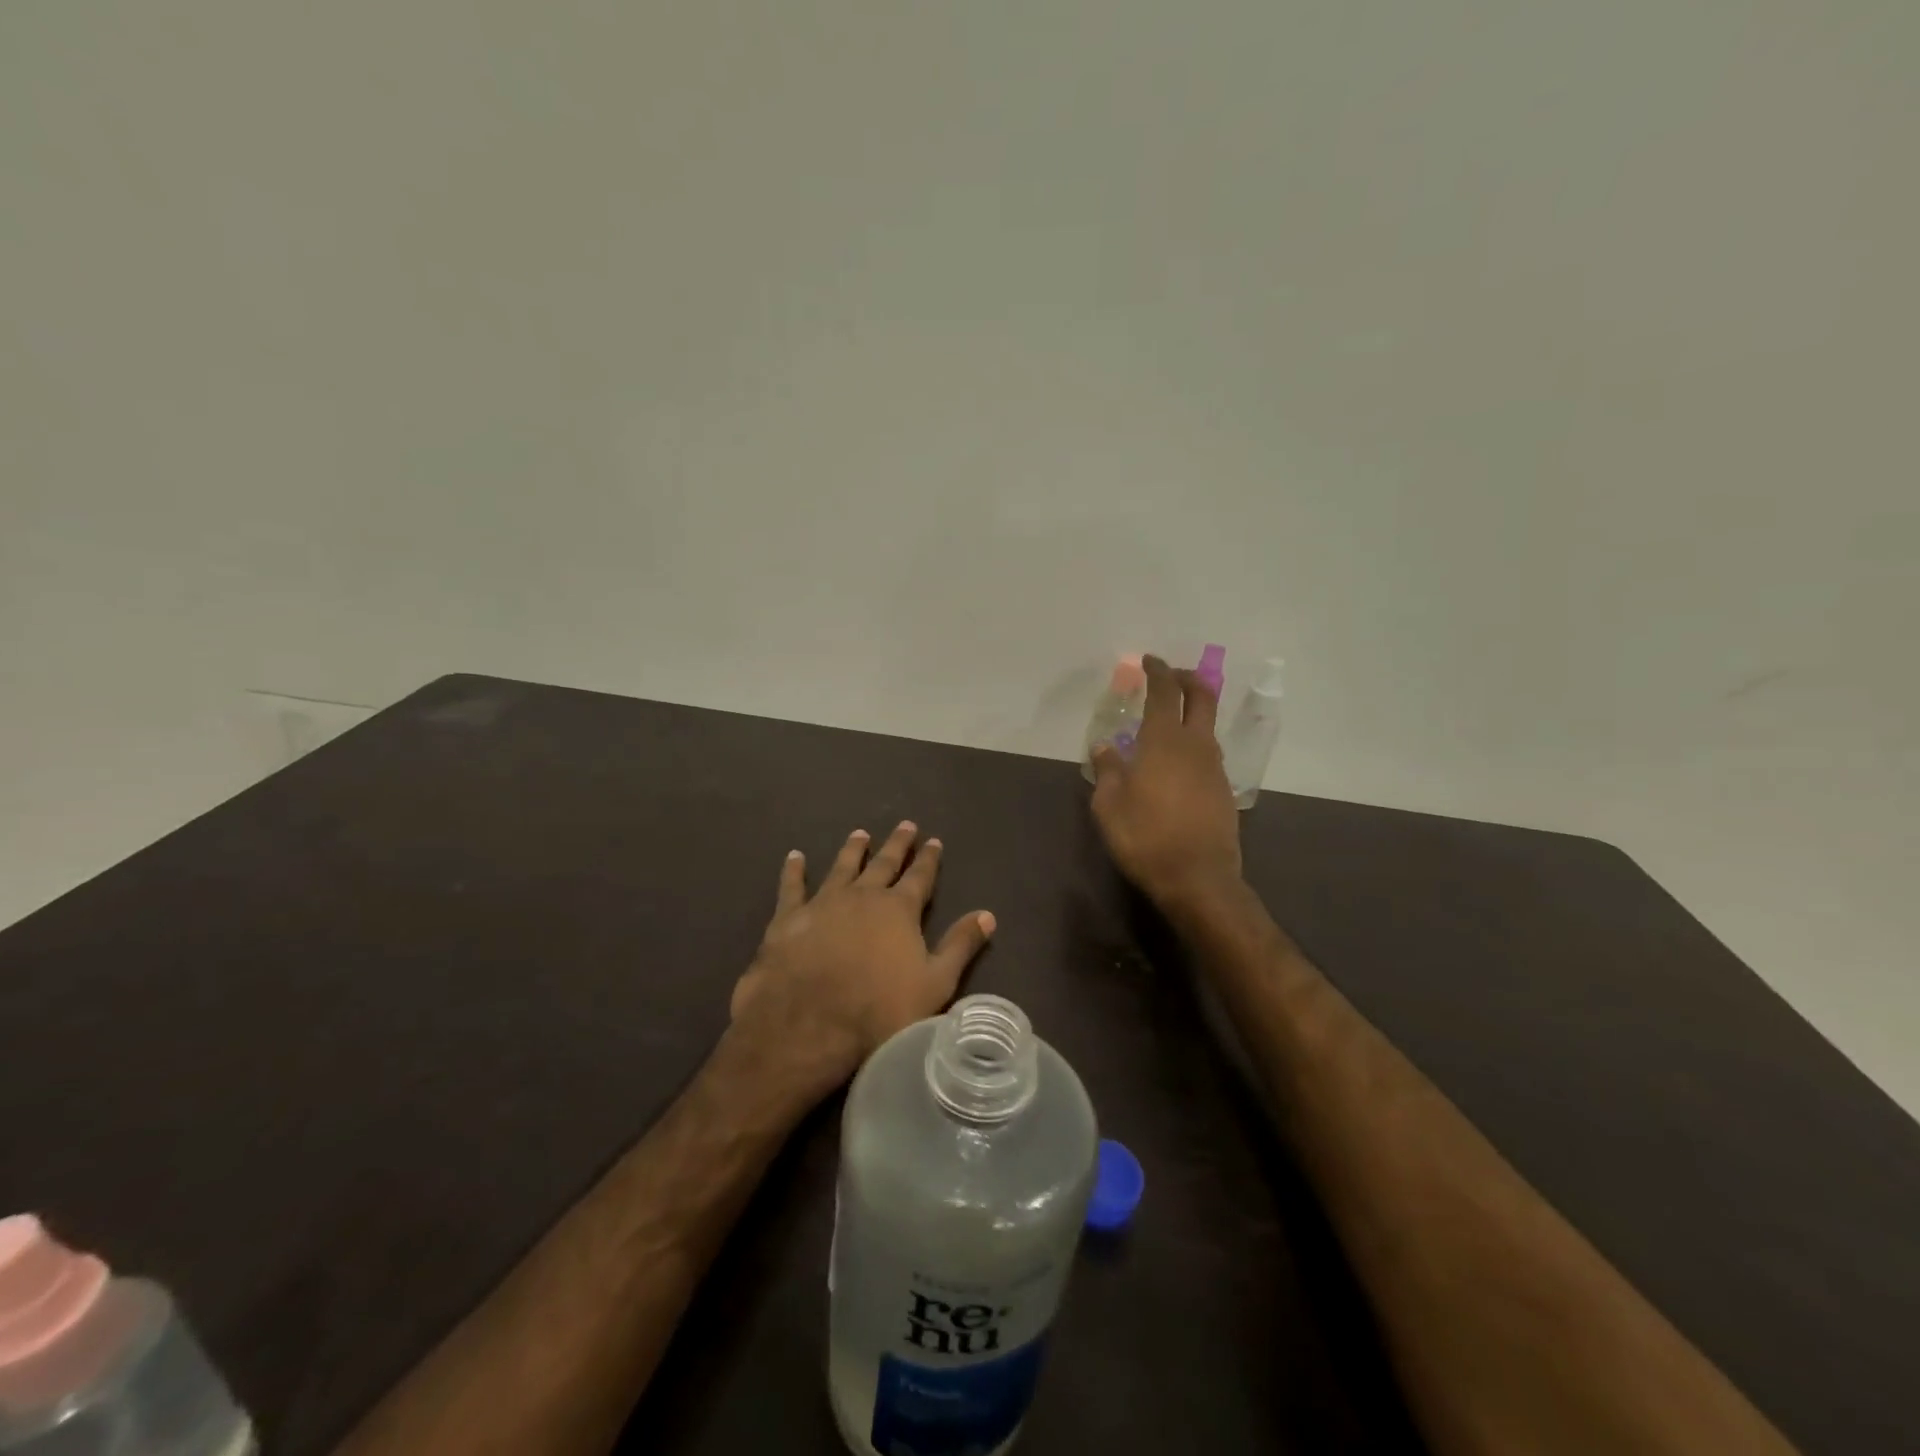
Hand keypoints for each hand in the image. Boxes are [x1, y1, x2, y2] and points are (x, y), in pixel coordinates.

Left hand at [729, 822, 995, 1093]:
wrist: (809, 1023)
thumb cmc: (879, 1010)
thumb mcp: (935, 983)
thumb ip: (960, 946)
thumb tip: (988, 914)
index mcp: (899, 910)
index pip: (920, 877)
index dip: (929, 859)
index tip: (934, 840)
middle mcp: (863, 896)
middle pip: (883, 863)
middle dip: (897, 845)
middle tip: (905, 825)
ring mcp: (824, 903)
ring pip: (842, 867)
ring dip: (853, 850)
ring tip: (860, 833)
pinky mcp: (789, 918)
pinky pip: (792, 886)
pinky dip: (794, 870)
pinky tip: (795, 857)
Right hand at [1091, 655, 1243, 910]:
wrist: (1198, 878)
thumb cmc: (1145, 837)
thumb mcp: (1109, 805)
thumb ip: (1107, 770)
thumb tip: (1104, 747)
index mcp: (1164, 741)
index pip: (1165, 692)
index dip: (1158, 671)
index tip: (1149, 660)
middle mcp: (1195, 745)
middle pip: (1202, 696)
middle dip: (1187, 678)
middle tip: (1170, 676)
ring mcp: (1214, 767)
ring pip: (1207, 725)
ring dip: (1192, 711)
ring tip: (1167, 721)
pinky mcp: (1223, 789)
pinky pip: (1208, 752)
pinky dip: (1193, 742)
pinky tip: (1175, 762)